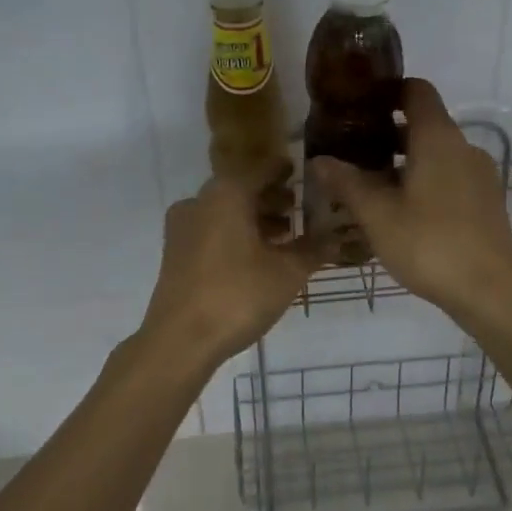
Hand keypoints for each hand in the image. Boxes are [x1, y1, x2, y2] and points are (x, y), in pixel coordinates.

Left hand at [140, 176, 319, 363]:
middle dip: (271, 198)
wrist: (180, 340)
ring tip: (284, 235)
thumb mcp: (287, 273)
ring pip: (225, 211)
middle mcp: (200, 201)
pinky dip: (235, 233)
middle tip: (299, 208)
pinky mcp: (175, 252)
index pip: (262, 169)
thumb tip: (336, 237)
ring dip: (254, 218)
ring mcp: (182, 227)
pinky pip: (212, 230)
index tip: (303, 173)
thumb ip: (313, 249)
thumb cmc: (238, 296)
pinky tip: (257, 256)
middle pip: (241, 189)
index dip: (284, 171)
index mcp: (227, 194)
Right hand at [311, 79, 511, 319]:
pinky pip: (451, 177)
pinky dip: (426, 181)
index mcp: (438, 138)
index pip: (416, 90)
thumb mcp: (377, 215)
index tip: (358, 105)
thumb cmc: (429, 244)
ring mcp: (480, 175)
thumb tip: (319, 160)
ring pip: (437, 154)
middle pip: (424, 124)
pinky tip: (403, 212)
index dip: (388, 90)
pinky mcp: (487, 201)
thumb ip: (347, 182)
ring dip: (406, 162)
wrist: (490, 291)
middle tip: (353, 152)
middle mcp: (464, 147)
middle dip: (388, 133)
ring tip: (372, 187)